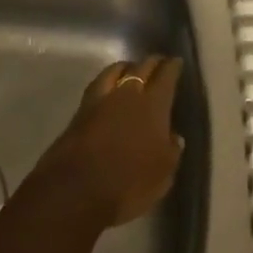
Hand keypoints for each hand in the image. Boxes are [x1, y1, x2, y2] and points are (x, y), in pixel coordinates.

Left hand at [34, 57, 185, 227]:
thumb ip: (171, 150)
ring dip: (127, 67)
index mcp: (153, 105)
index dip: (173, 66)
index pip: (166, 76)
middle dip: (152, 63)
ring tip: (132, 69)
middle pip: (142, 67)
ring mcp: (101, 99)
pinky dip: (108, 80)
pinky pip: (99, 84)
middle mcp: (128, 93)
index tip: (177, 62)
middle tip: (159, 63)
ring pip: (116, 70)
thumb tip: (174, 136)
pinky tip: (109, 86)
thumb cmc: (128, 183)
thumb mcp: (163, 174)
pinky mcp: (80, 110)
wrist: (76, 190)